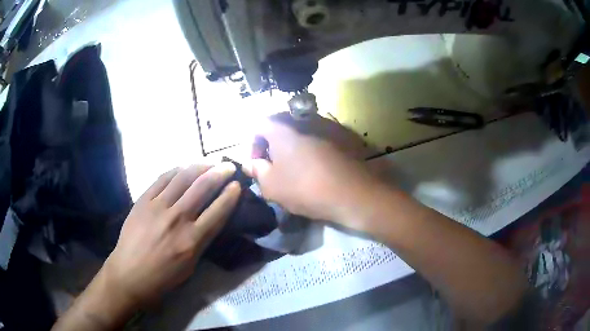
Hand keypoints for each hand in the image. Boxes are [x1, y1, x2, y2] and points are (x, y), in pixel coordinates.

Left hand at [102, 163, 239, 305]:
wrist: (129, 273)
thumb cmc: (163, 276)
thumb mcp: (191, 265)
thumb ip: (202, 240)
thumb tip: (212, 217)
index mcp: (191, 240)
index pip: (218, 211)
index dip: (231, 195)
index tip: (237, 185)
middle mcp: (177, 219)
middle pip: (202, 187)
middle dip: (220, 173)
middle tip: (229, 166)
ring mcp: (158, 207)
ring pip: (183, 177)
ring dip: (200, 166)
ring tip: (209, 163)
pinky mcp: (143, 200)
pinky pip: (162, 178)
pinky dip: (177, 170)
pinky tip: (184, 168)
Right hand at [245, 113, 381, 224]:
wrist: (352, 193)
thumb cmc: (305, 188)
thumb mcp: (272, 186)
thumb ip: (257, 171)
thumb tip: (250, 163)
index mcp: (282, 130)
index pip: (259, 124)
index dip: (252, 143)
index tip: (257, 163)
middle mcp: (303, 122)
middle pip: (280, 126)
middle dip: (272, 145)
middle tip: (274, 166)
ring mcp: (325, 128)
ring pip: (300, 133)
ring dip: (292, 148)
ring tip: (295, 170)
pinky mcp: (341, 138)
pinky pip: (318, 138)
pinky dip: (310, 150)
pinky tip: (315, 169)